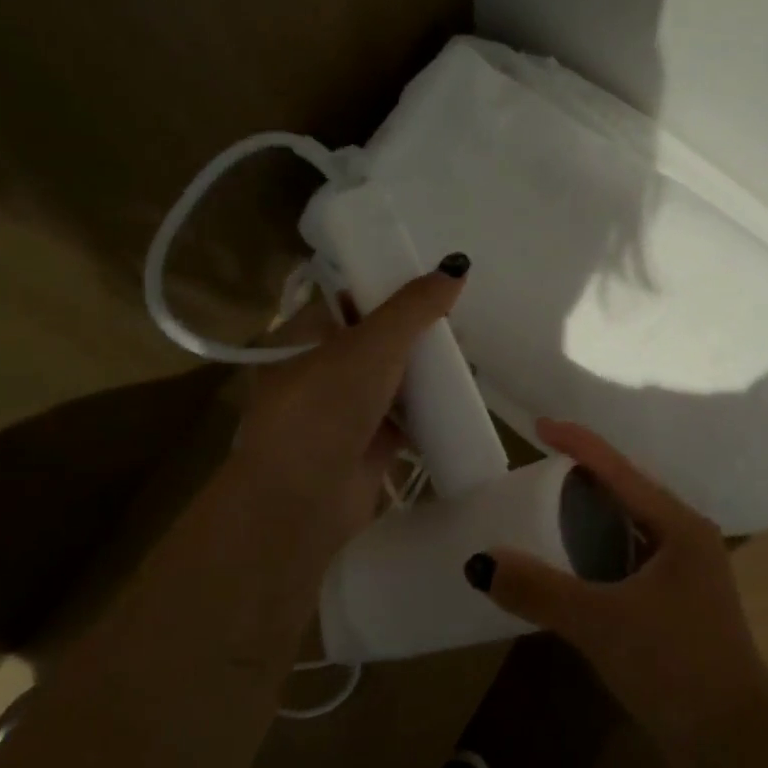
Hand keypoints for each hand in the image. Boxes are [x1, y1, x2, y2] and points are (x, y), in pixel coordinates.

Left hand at [225, 261, 465, 564]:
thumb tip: (457, 265)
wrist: (299, 503)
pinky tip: (463, 398)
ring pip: (395, 380)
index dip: (390, 289)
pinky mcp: (368, 445)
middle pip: (379, 340)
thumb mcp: (371, 346)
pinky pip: (407, 418)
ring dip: (428, 371)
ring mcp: (345, 411)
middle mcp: (322, 370)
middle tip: (460, 324)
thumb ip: (414, 307)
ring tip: (469, 357)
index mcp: (305, 337)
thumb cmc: (324, 408)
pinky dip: (431, 409)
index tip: (433, 285)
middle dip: (418, 334)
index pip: (351, 300)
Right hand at [472, 418, 767, 767]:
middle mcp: (686, 538)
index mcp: (679, 526)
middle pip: (628, 492)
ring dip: (592, 517)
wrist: (736, 741)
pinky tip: (573, 565)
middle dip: (585, 476)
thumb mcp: (602, 623)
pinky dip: (600, 552)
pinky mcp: (679, 603)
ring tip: (548, 510)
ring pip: (631, 527)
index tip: (540, 425)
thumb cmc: (675, 666)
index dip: (579, 443)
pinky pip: (631, 559)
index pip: (620, 469)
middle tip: (537, 471)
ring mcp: (686, 572)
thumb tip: (480, 562)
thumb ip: (540, 591)